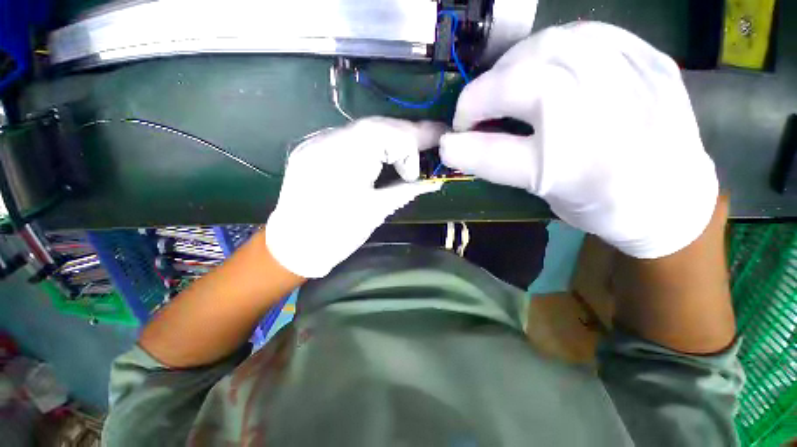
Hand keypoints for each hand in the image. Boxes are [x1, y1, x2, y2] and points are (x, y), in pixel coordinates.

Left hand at [266, 117, 443, 277]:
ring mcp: (317, 142)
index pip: (386, 133)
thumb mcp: (375, 212)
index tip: (414, 176)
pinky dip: (372, 144)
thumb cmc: (336, 235)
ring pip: (363, 129)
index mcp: (343, 159)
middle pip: (376, 125)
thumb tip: (434, 182)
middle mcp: (326, 141)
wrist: (293, 246)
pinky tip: (383, 156)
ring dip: (390, 139)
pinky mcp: (314, 149)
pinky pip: (350, 138)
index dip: (409, 149)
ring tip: (408, 153)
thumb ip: (406, 191)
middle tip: (429, 144)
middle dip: (406, 135)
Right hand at [440, 23, 718, 258]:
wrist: (674, 196)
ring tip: (502, 87)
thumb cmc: (601, 205)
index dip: (464, 146)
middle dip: (481, 95)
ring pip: (551, 46)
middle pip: (525, 83)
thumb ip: (498, 165)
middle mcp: (605, 121)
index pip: (498, 154)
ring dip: (509, 67)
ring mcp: (635, 80)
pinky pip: (586, 33)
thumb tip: (453, 146)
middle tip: (473, 113)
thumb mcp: (544, 195)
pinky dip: (549, 46)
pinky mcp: (650, 59)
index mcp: (574, 171)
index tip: (448, 143)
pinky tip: (542, 66)